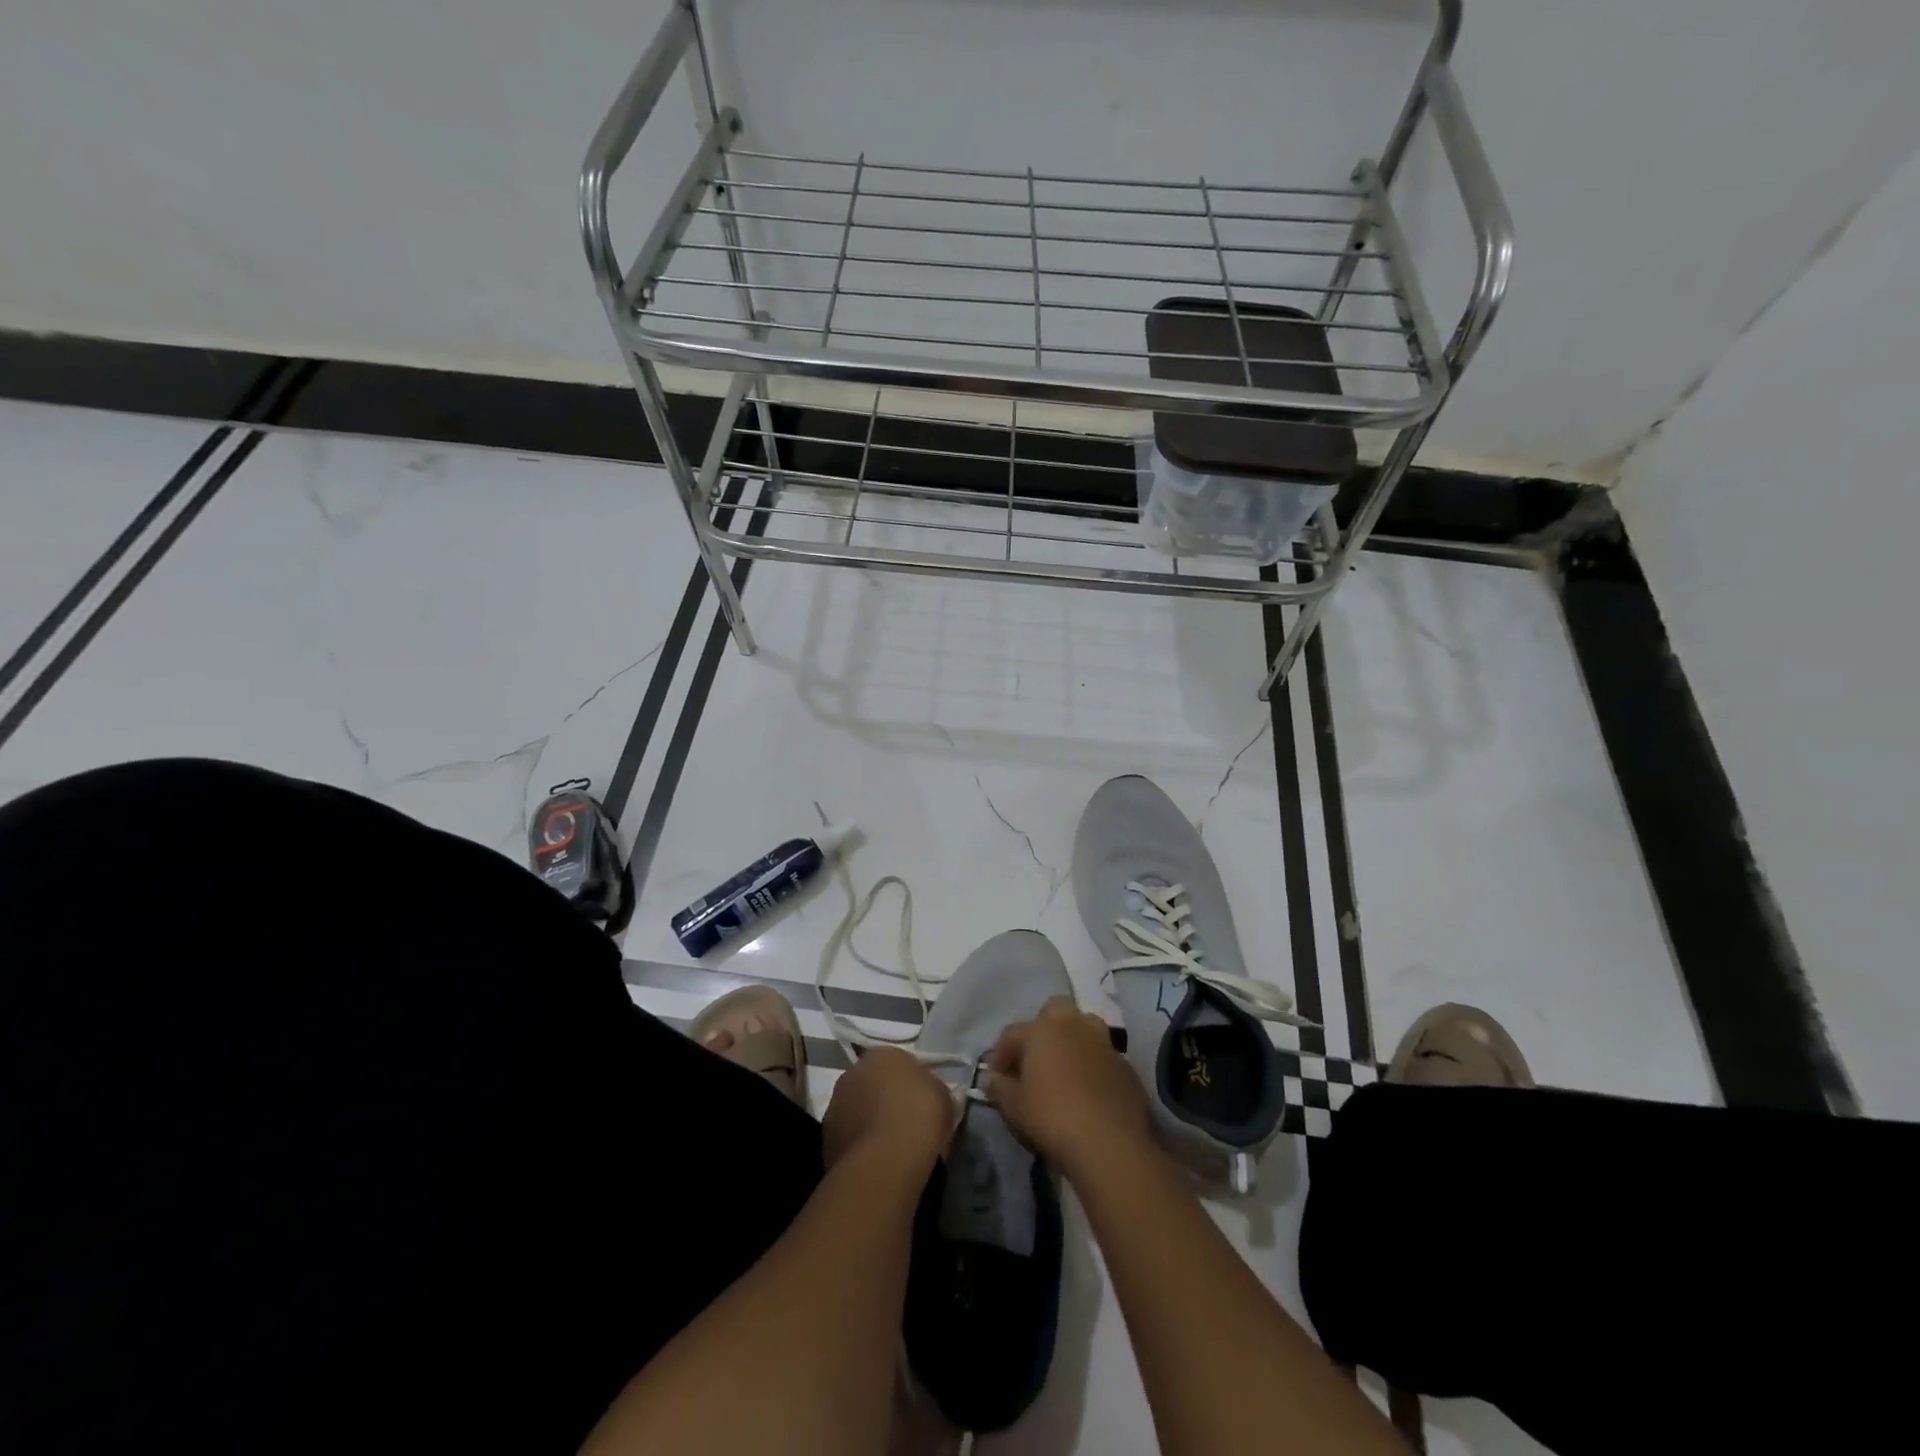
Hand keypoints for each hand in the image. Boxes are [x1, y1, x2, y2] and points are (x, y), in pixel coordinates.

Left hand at [821, 1046, 952, 1176]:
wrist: (886, 1160)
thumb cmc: (919, 1116)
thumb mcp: (942, 1094)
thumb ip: (930, 1087)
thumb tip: (924, 1093)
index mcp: (881, 1054)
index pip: (896, 1061)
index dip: (909, 1081)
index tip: (921, 1099)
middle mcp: (852, 1073)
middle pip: (871, 1083)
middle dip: (884, 1098)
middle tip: (905, 1120)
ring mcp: (834, 1106)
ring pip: (856, 1110)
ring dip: (868, 1121)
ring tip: (890, 1146)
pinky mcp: (826, 1140)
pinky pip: (849, 1137)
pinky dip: (860, 1145)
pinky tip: (877, 1162)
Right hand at [986, 997, 1156, 1181]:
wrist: (1110, 1143)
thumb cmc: (1052, 1117)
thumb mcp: (1014, 1107)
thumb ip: (1000, 1088)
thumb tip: (993, 1078)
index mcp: (1043, 1028)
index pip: (1012, 1033)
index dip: (1000, 1054)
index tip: (996, 1078)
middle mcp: (1075, 1025)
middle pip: (1054, 1012)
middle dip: (1042, 1029)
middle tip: (1034, 1061)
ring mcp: (1105, 1042)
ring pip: (1084, 1028)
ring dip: (1071, 1042)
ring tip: (1063, 1072)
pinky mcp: (1126, 1065)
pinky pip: (1102, 1056)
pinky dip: (1093, 1066)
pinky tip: (1088, 1092)